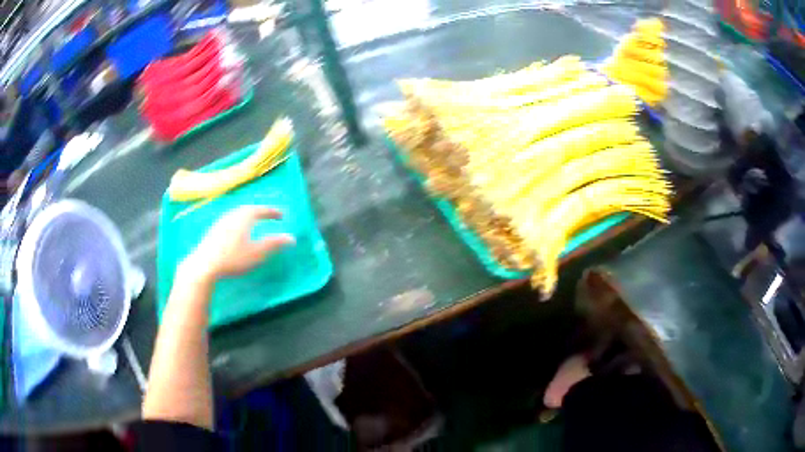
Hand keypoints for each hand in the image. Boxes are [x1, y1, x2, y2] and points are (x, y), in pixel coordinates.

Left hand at [180, 206, 294, 282]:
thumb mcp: (257, 253)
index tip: (281, 215)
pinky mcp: (213, 230)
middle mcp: (233, 214)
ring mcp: (221, 221)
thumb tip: (292, 238)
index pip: (261, 210)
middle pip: (248, 209)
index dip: (272, 212)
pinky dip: (239, 222)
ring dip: (248, 216)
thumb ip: (274, 244)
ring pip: (238, 214)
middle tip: (268, 216)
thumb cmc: (233, 258)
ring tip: (254, 222)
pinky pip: (230, 220)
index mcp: (245, 217)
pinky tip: (237, 232)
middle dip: (260, 212)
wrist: (204, 264)